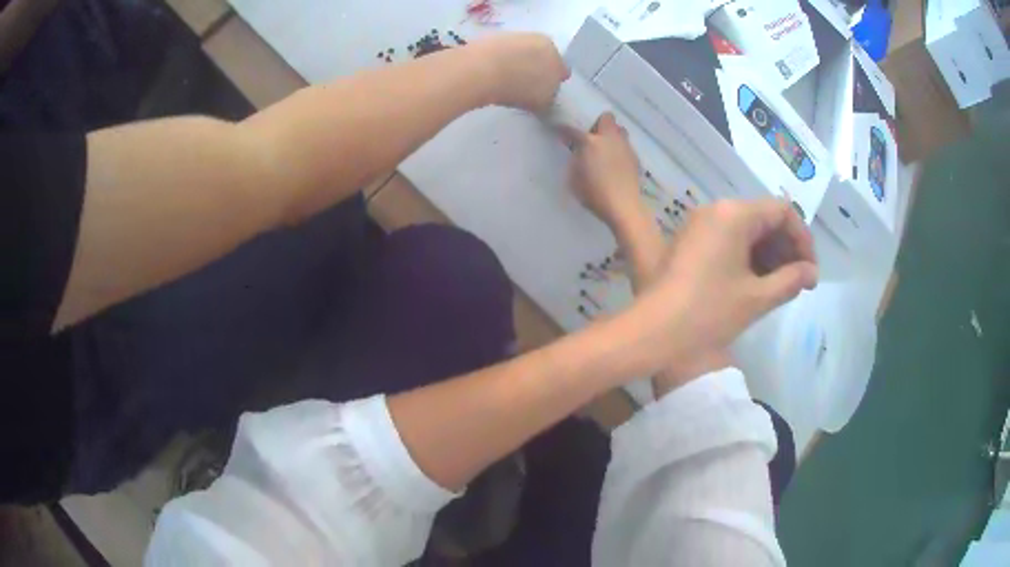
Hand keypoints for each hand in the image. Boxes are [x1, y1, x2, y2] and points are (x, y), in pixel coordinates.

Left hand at [469, 33, 568, 112]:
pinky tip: (490, 76)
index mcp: (555, 52)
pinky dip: (497, 62)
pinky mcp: (489, 38)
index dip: (553, 83)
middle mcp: (537, 39)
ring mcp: (512, 35)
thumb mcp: (543, 102)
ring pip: (519, 53)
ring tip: (505, 83)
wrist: (480, 71)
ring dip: (515, 64)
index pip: (561, 69)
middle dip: (535, 69)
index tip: (543, 94)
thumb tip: (545, 98)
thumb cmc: (519, 86)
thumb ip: (549, 98)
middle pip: (540, 57)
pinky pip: (499, 54)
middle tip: (524, 87)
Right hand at [562, 113, 646, 229]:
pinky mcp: (635, 158)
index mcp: (590, 142)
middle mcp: (609, 139)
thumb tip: (576, 150)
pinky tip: (615, 162)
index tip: (560, 131)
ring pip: (620, 130)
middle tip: (591, 135)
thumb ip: (574, 159)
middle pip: (606, 117)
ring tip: (605, 147)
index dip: (564, 128)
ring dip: (612, 134)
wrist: (624, 207)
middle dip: (598, 122)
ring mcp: (625, 147)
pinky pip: (626, 145)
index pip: (573, 128)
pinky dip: (619, 149)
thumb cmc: (594, 194)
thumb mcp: (574, 178)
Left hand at [610, 199, 818, 376]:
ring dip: (768, 254)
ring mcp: (699, 224)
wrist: (652, 331)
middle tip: (798, 281)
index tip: (810, 271)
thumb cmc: (709, 312)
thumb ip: (791, 280)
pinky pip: (728, 240)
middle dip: (786, 248)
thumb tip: (811, 272)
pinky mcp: (689, 242)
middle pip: (763, 218)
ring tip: (781, 286)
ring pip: (746, 230)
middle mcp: (715, 209)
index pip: (781, 211)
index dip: (802, 239)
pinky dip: (747, 257)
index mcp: (734, 214)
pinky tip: (757, 283)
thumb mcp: (757, 298)